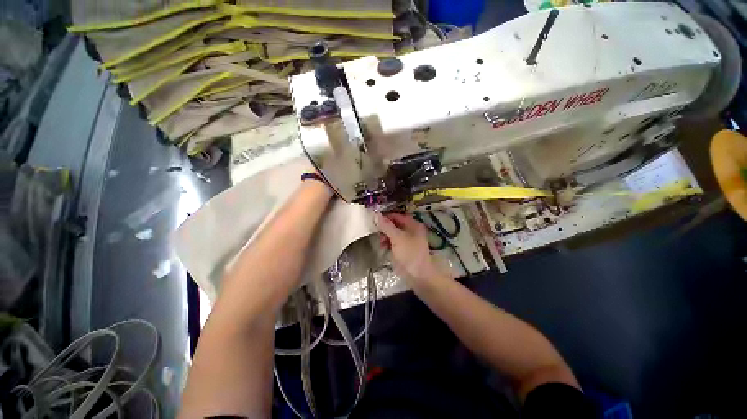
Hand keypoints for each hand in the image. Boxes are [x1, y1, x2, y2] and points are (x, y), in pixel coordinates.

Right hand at [375, 212, 452, 285]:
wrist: (418, 276)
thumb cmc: (409, 254)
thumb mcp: (397, 238)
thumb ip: (386, 226)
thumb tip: (376, 214)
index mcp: (412, 224)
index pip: (396, 216)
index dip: (385, 217)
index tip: (373, 220)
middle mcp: (410, 230)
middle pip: (394, 224)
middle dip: (384, 228)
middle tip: (376, 233)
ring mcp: (406, 240)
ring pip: (392, 233)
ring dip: (384, 236)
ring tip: (380, 242)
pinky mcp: (402, 249)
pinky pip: (392, 242)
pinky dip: (387, 243)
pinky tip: (383, 247)